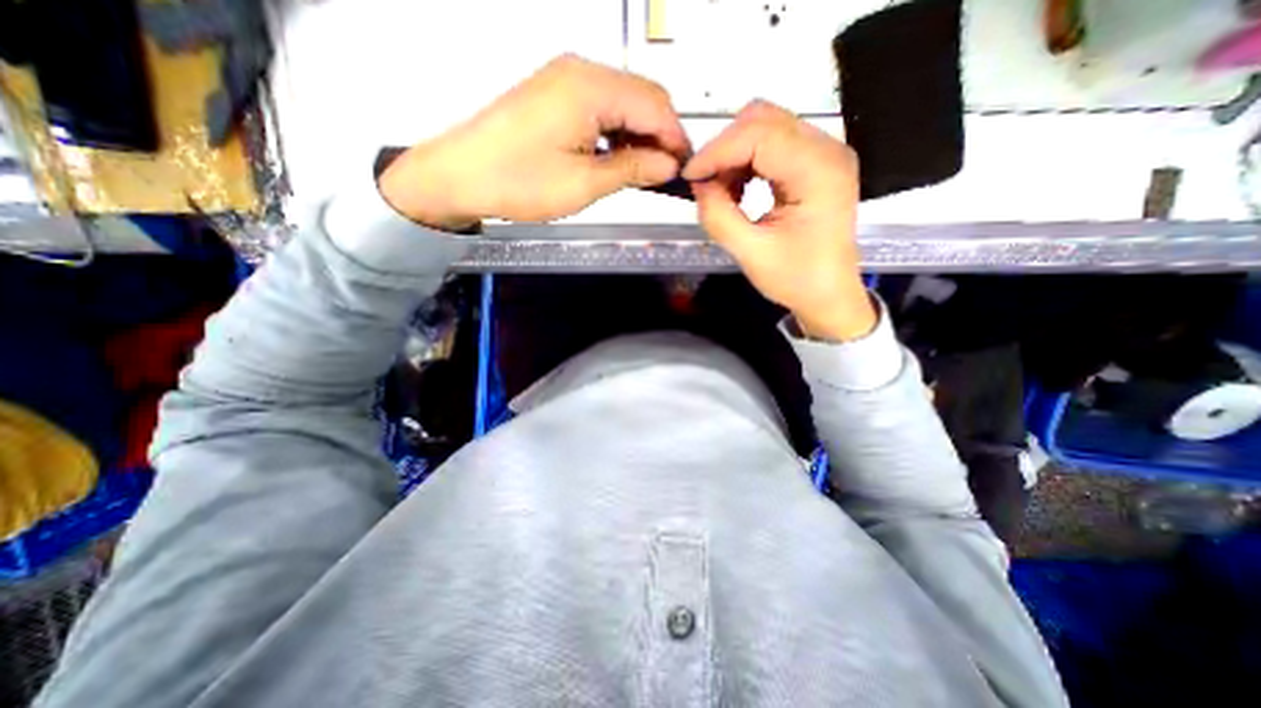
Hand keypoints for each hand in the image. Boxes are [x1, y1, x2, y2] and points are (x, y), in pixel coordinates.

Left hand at [376, 55, 687, 232]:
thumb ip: (633, 169)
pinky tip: (618, 158)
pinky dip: (617, 133)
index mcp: (591, 87)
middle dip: (661, 136)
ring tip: (644, 173)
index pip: (656, 104)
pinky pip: (601, 108)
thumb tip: (668, 165)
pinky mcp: (555, 95)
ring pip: (623, 102)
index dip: (676, 139)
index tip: (684, 171)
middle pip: (642, 97)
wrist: (461, 176)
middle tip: (665, 175)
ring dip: (640, 135)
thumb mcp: (584, 184)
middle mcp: (580, 71)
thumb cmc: (520, 182)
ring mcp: (565, 80)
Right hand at [682, 100, 878, 338]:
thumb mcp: (750, 252)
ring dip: (735, 155)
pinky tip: (739, 189)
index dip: (717, 150)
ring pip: (767, 127)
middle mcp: (827, 150)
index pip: (760, 134)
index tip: (690, 176)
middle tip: (704, 183)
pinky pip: (774, 144)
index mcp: (818, 172)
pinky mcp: (816, 163)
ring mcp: (824, 153)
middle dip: (725, 148)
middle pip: (764, 120)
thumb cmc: (795, 280)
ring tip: (721, 191)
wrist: (829, 295)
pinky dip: (747, 162)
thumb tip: (698, 183)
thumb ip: (718, 215)